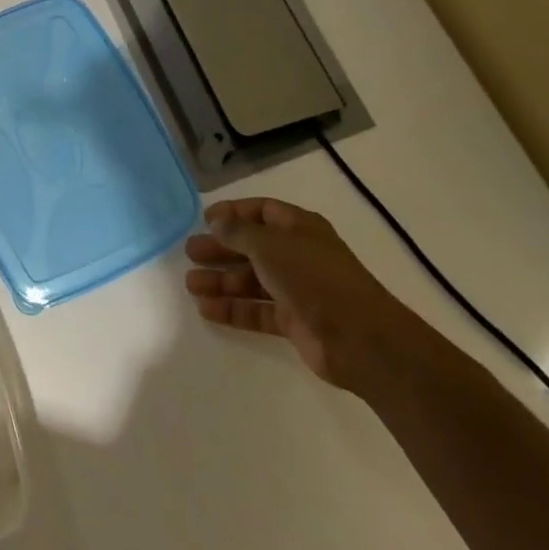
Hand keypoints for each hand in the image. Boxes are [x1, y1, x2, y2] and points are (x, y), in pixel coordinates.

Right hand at [185, 198, 434, 393]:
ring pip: (252, 281)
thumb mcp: (269, 244)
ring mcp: (297, 290)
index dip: (233, 213)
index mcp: (299, 228)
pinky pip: (257, 311)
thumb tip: (217, 223)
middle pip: (252, 247)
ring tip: (191, 285)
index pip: (262, 211)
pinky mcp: (295, 322)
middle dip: (221, 250)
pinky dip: (233, 310)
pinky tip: (207, 310)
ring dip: (221, 281)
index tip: (204, 220)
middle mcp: (298, 255)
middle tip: (189, 253)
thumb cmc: (313, 277)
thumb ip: (238, 232)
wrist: (359, 338)